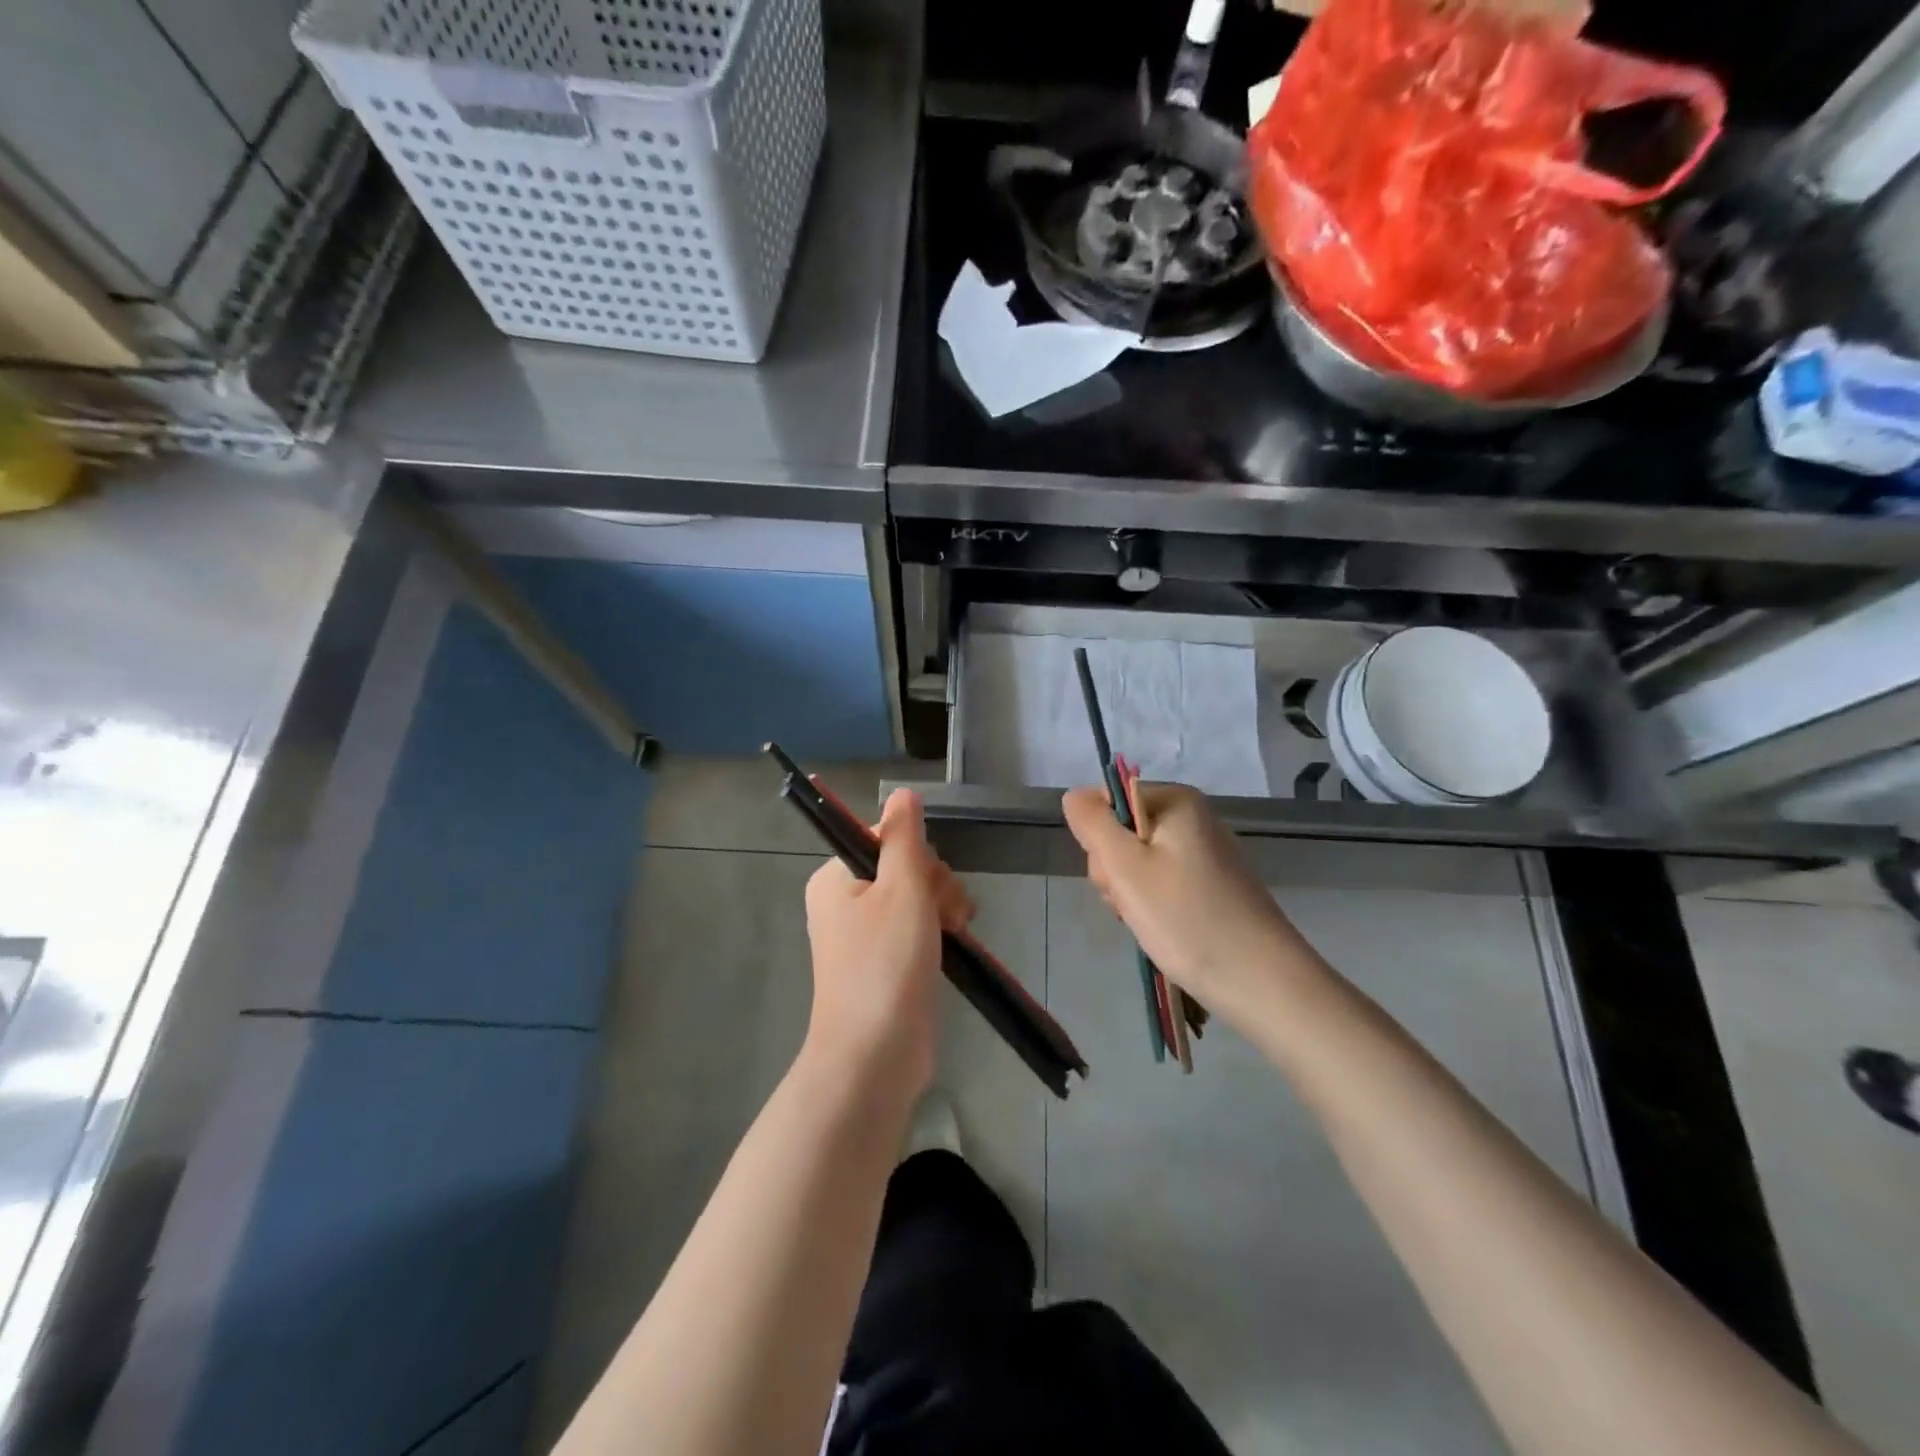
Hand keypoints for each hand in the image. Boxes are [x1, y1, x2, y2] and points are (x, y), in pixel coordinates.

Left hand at [802, 788, 970, 1094]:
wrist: (876, 1056)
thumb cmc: (885, 965)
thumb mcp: (901, 889)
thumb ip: (905, 837)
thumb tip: (903, 793)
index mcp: (836, 877)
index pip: (885, 837)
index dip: (916, 854)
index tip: (927, 882)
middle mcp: (845, 900)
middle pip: (905, 866)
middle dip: (935, 884)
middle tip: (944, 915)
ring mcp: (866, 934)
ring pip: (918, 896)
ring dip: (944, 907)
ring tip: (953, 933)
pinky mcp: (887, 961)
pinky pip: (919, 926)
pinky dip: (940, 930)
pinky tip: (957, 942)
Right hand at [1062, 782, 1321, 1025]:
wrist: (1261, 981)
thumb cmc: (1186, 918)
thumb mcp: (1125, 867)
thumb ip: (1092, 823)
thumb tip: (1074, 795)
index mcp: (1176, 800)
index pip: (1107, 802)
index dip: (1098, 839)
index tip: (1114, 876)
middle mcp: (1193, 818)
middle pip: (1122, 832)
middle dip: (1114, 871)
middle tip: (1131, 903)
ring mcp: (1205, 853)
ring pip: (1139, 862)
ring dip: (1130, 893)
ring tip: (1148, 921)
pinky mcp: (1212, 885)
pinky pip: (1163, 883)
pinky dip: (1154, 906)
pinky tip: (1164, 928)